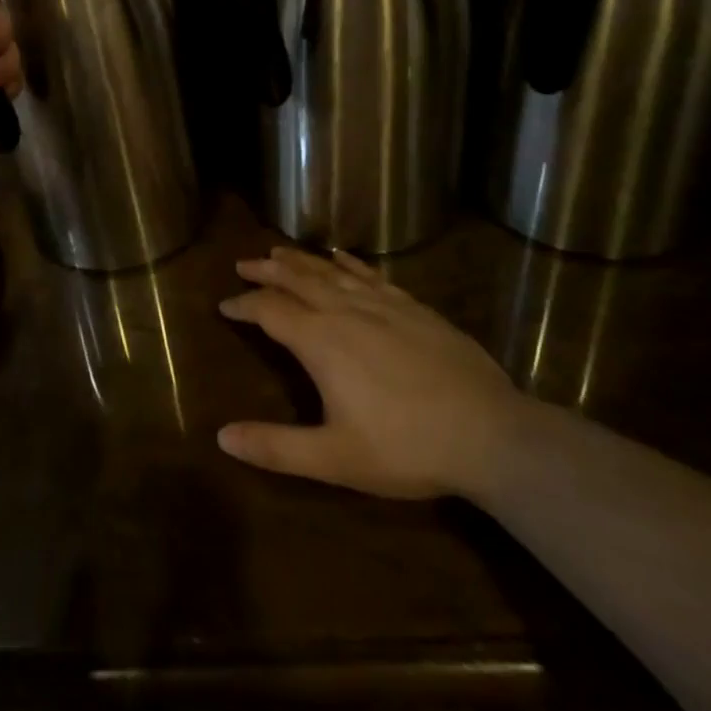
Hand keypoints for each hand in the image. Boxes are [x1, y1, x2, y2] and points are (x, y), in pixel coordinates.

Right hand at [218, 247, 526, 500]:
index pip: (270, 310)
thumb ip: (276, 447)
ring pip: (330, 272)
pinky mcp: (413, 307)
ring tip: (279, 252)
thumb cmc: (405, 447)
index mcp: (320, 341)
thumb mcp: (333, 458)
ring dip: (300, 260)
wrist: (489, 433)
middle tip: (244, 264)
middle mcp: (345, 311)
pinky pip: (370, 274)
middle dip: (266, 271)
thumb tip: (221, 437)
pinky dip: (348, 263)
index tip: (224, 304)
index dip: (244, 305)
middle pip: (296, 279)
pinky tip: (340, 256)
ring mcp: (382, 304)